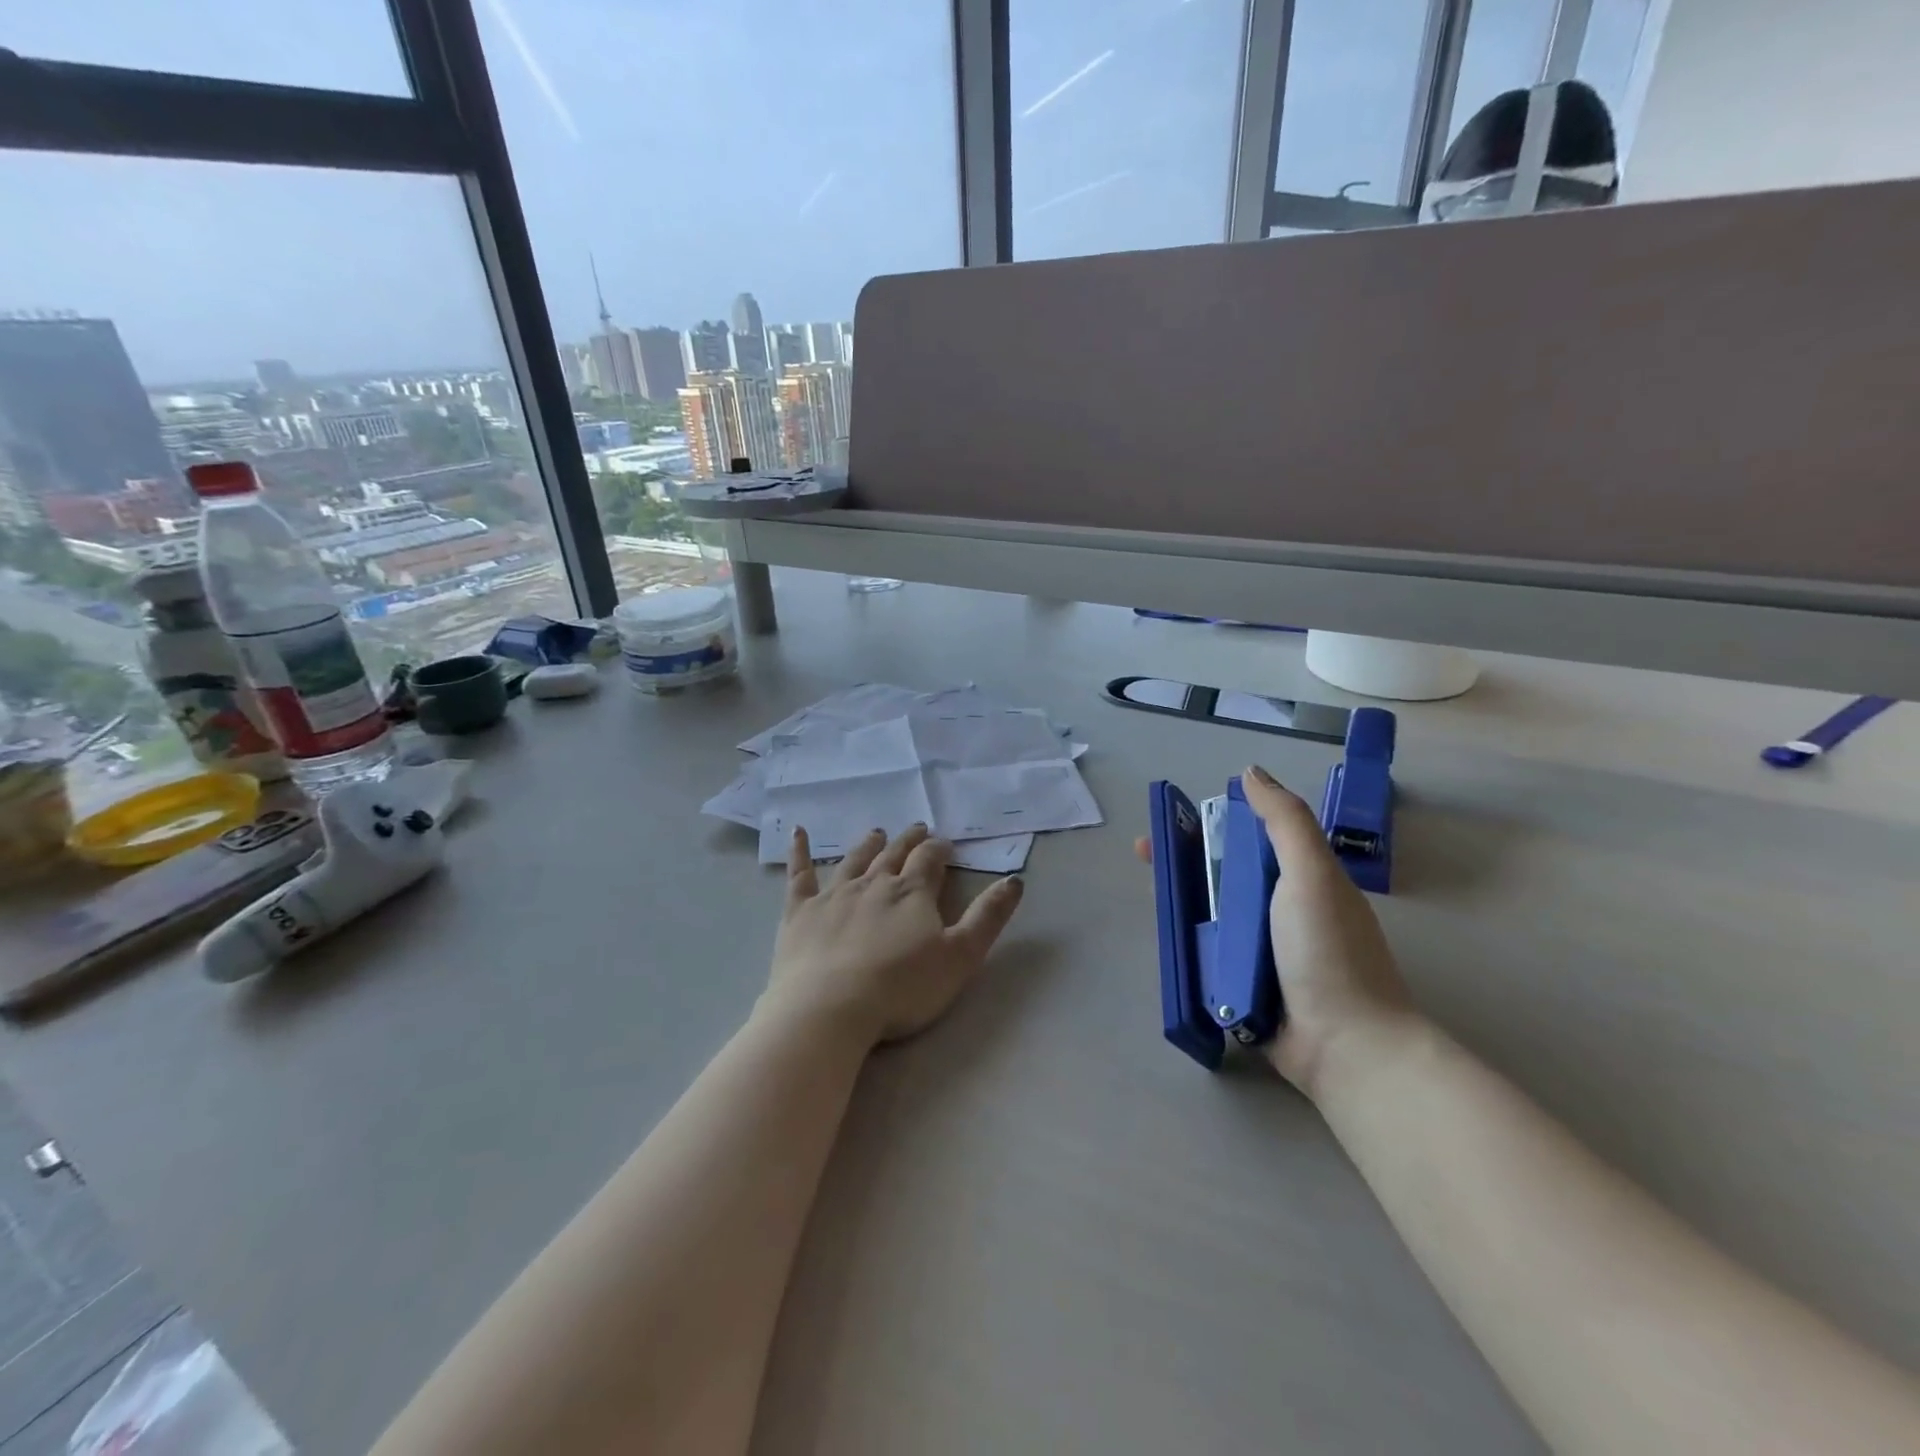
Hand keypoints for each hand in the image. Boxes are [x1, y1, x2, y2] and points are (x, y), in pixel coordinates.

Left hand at [765, 823, 1025, 1049]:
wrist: (829, 1010)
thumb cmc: (901, 988)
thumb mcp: (960, 957)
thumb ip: (988, 917)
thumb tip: (1014, 880)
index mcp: (912, 893)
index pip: (929, 861)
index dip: (938, 850)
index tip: (944, 843)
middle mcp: (873, 884)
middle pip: (894, 855)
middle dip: (908, 841)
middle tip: (916, 829)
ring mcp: (833, 895)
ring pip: (854, 860)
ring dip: (868, 845)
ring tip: (877, 832)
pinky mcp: (799, 912)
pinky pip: (800, 874)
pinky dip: (800, 851)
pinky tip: (799, 831)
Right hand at [1136, 765, 1415, 1097]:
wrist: (1346, 1046)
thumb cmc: (1328, 951)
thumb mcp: (1312, 874)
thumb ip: (1285, 821)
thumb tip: (1250, 772)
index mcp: (1300, 879)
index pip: (1249, 838)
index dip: (1212, 823)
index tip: (1175, 820)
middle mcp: (1280, 910)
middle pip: (1222, 874)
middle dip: (1184, 860)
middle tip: (1145, 856)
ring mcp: (1262, 951)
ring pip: (1211, 914)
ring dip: (1181, 901)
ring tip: (1149, 896)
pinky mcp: (1244, 986)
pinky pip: (1209, 955)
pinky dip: (1187, 943)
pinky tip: (1163, 937)